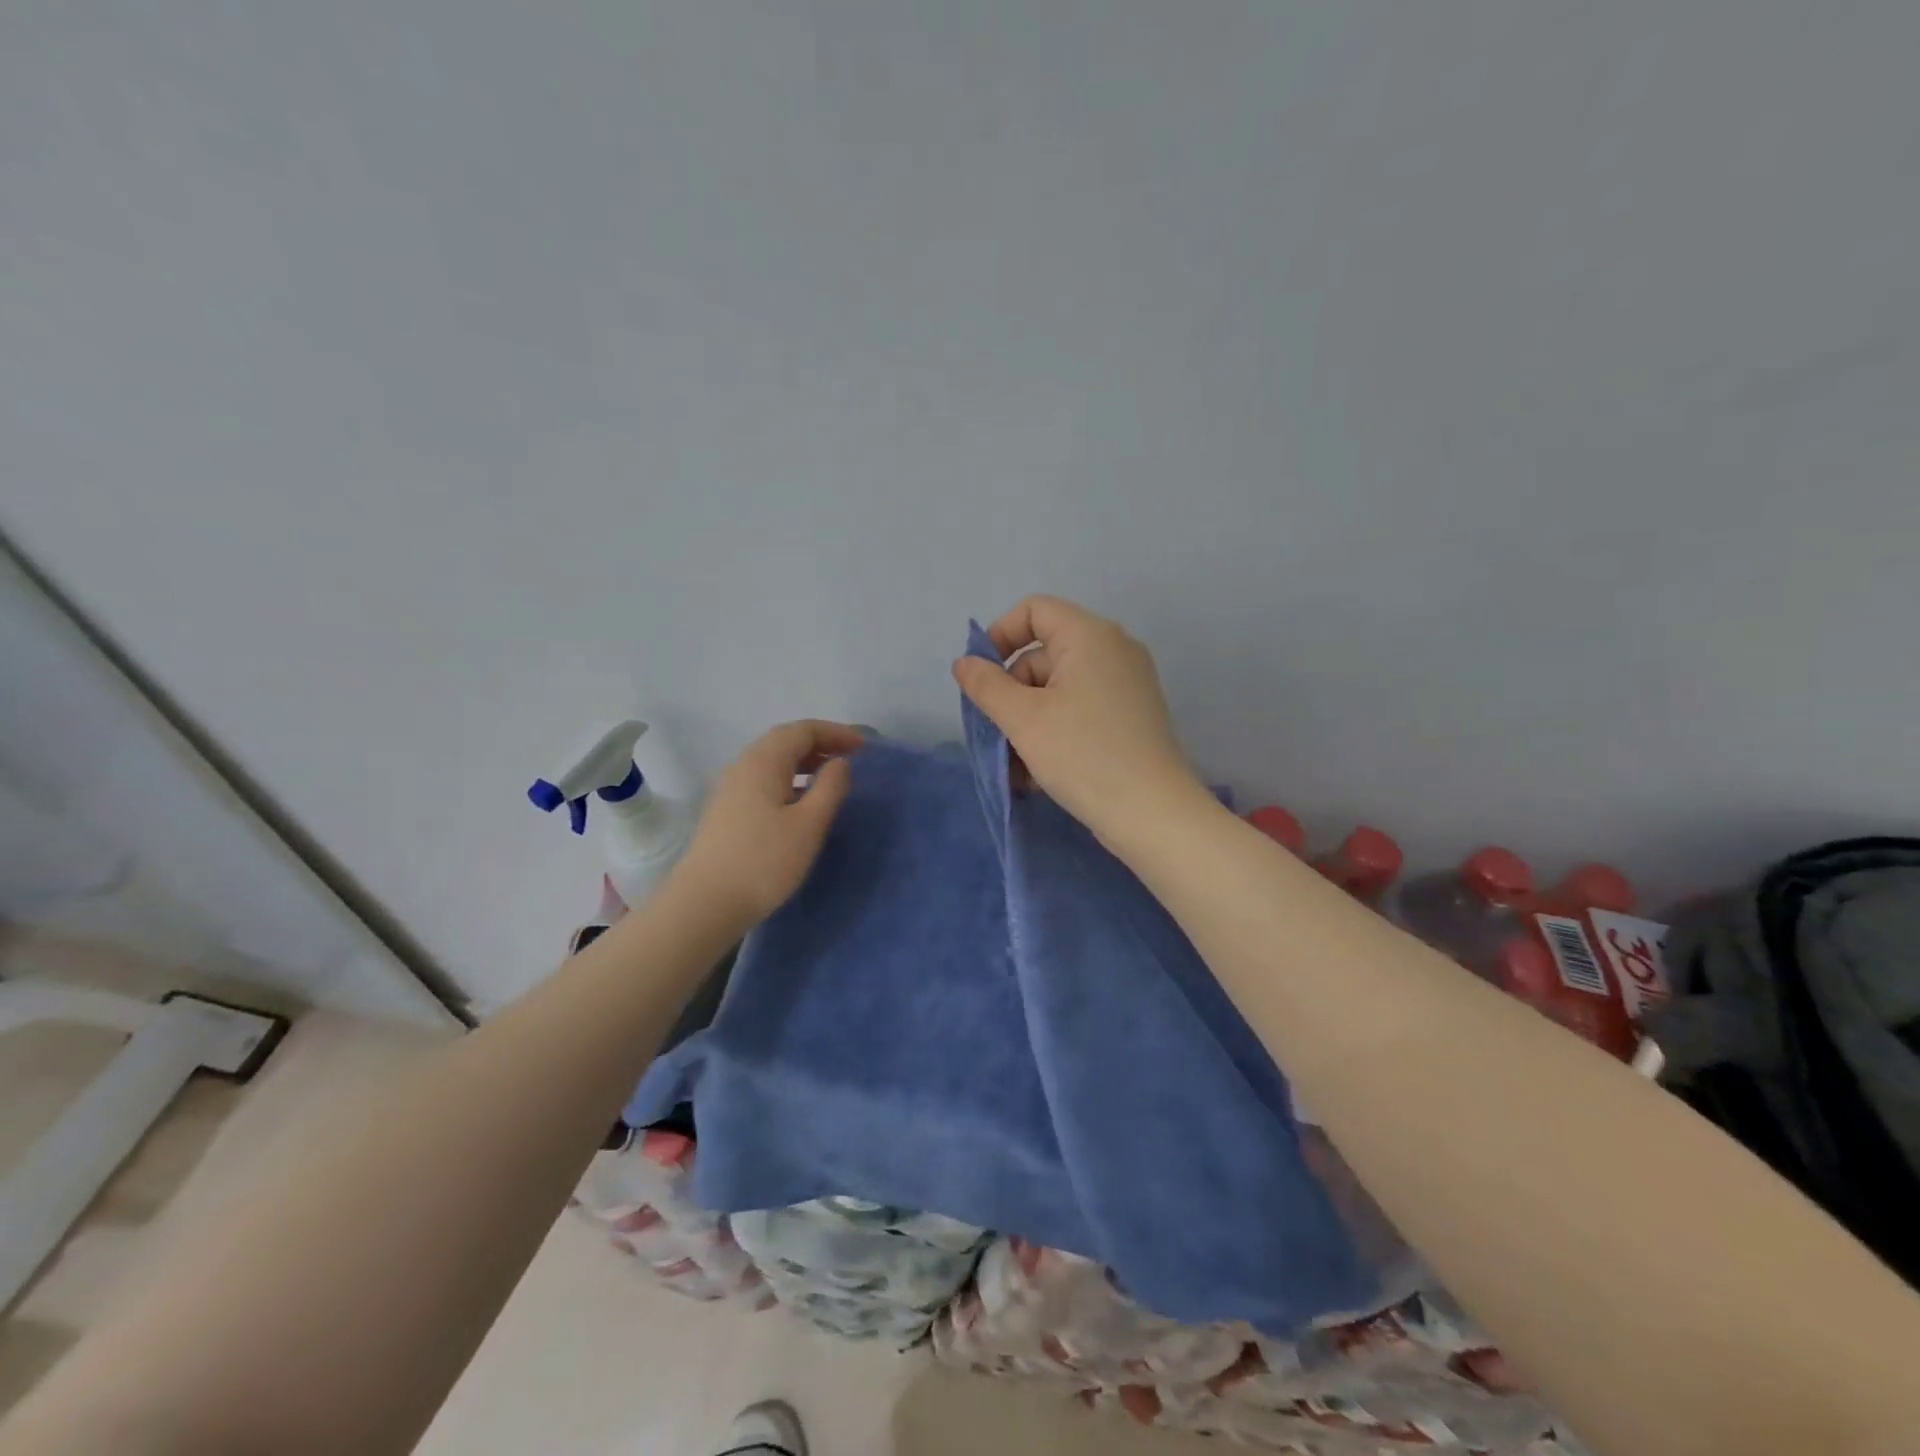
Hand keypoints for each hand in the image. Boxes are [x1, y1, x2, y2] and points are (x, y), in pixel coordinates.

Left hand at [670, 720, 862, 928]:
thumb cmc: (764, 861)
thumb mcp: (809, 824)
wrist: (705, 903)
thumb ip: (830, 787)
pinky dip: (789, 779)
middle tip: (850, 758)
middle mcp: (743, 766)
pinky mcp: (726, 811)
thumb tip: (840, 763)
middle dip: (820, 743)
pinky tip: (801, 802)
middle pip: (784, 740)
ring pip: (772, 761)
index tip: (864, 747)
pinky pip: (763, 780)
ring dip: (804, 762)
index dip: (836, 733)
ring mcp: (730, 789)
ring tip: (830, 778)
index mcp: (763, 761)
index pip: (803, 730)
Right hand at [952, 596, 1203, 842]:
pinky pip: (1080, 710)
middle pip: (1044, 654)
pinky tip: (1038, 772)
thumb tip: (964, 663)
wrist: (1152, 813)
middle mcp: (1113, 650)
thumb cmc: (1083, 755)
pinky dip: (1054, 731)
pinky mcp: (1130, 716)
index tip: (981, 677)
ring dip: (1028, 721)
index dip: (1000, 636)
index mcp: (1090, 636)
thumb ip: (987, 685)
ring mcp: (1126, 684)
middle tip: (997, 733)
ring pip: (1059, 688)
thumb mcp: (1023, 719)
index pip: (1035, 610)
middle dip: (1012, 691)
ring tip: (1015, 765)